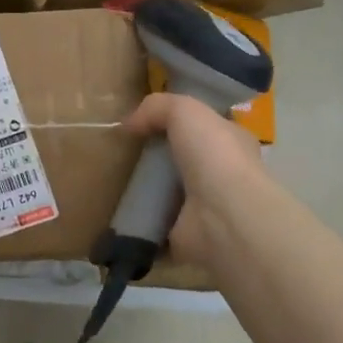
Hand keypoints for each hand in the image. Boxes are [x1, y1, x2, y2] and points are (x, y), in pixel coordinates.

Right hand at [124, 93, 267, 266]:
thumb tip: (129, 124)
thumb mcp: (185, 110)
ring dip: (143, 191)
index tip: (146, 121)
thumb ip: (157, 107)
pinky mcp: (181, 235)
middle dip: (155, 157)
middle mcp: (221, 175)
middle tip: (122, 151)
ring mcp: (202, 208)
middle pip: (181, 161)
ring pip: (166, 194)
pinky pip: (152, 224)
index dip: (179, 122)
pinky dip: (136, 221)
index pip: (205, 128)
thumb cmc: (214, 156)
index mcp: (231, 143)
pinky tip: (113, 212)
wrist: (223, 217)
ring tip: (110, 181)